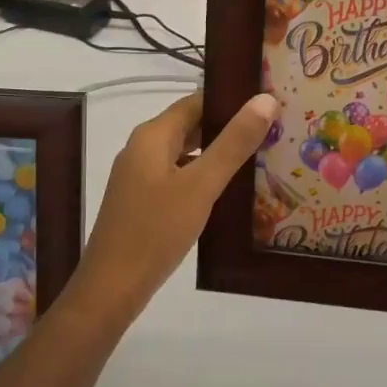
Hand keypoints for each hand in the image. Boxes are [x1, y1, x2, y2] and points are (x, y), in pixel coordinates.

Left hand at [63, 90, 279, 332]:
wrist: (112, 288)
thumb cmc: (156, 230)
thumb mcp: (201, 185)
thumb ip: (234, 143)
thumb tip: (265, 99)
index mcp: (152, 136)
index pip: (196, 101)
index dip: (231, 99)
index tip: (268, 102)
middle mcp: (143, 149)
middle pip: (191, 126)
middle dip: (229, 127)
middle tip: (274, 129)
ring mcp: (141, 177)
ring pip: (187, 154)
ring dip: (219, 154)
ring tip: (262, 157)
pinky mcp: (144, 202)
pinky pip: (179, 177)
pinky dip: (204, 178)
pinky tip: (231, 191)